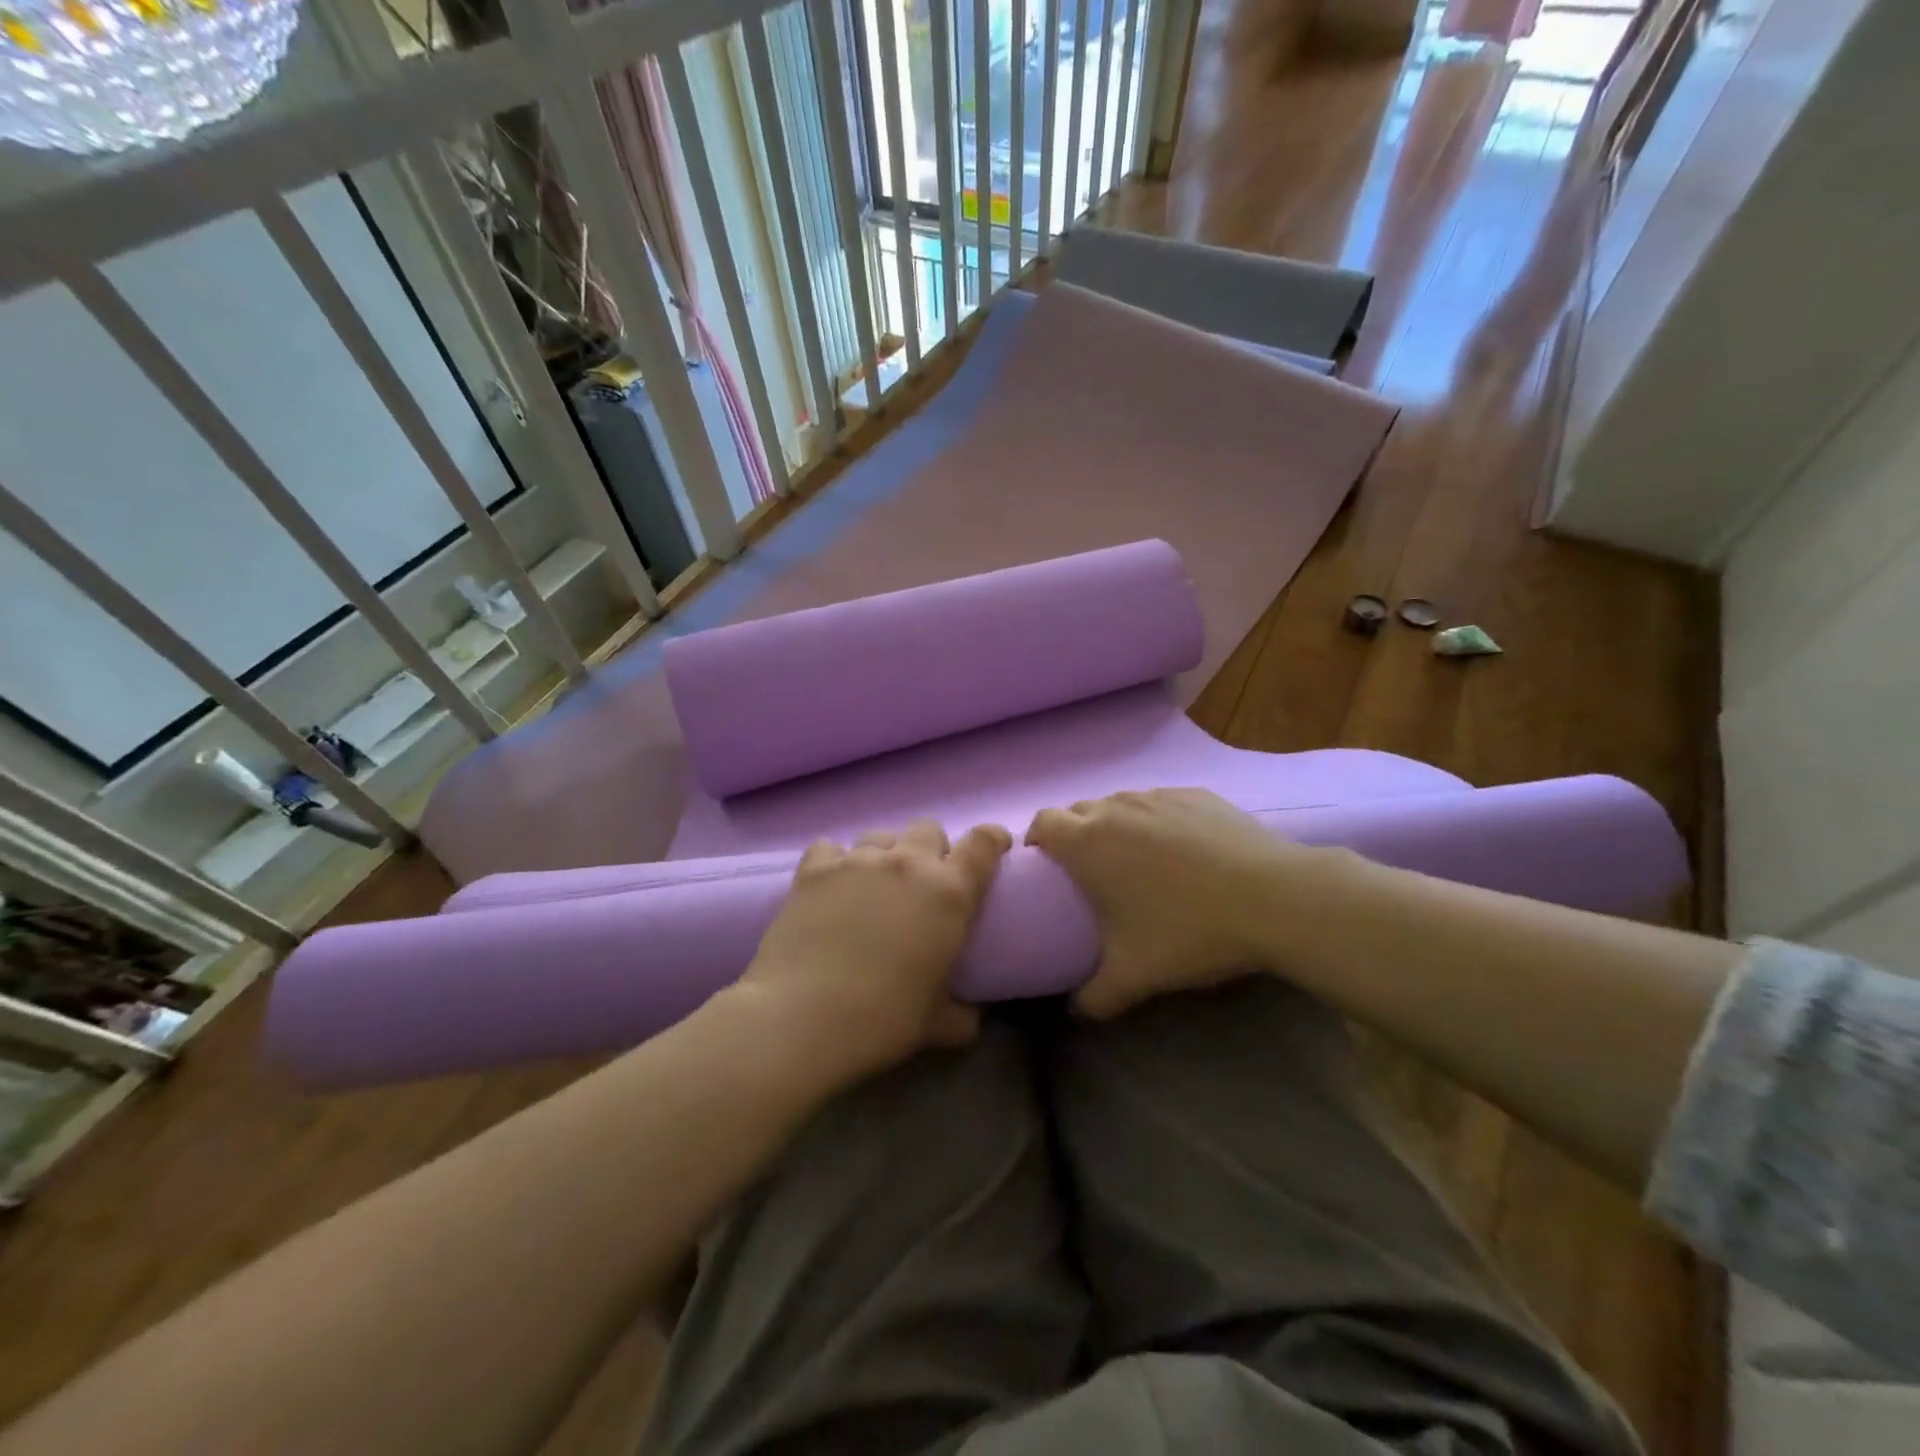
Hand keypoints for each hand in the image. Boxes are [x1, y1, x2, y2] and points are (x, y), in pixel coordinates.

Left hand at [739, 818, 1011, 1082]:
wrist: (801, 1017)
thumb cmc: (882, 1020)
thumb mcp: (935, 1025)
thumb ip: (961, 1016)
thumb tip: (972, 1020)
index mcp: (949, 892)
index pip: (983, 842)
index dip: (992, 839)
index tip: (994, 848)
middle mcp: (907, 863)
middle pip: (929, 829)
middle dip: (932, 849)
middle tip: (924, 884)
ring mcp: (858, 860)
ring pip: (882, 835)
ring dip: (886, 854)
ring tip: (874, 886)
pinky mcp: (814, 868)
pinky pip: (832, 847)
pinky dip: (836, 861)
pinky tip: (831, 886)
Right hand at [1027, 788, 1344, 1018]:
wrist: (1274, 897)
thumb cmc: (1188, 930)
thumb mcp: (1134, 976)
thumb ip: (1093, 998)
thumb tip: (1075, 1013)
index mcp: (1087, 841)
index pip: (1042, 823)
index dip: (1037, 841)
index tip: (1045, 868)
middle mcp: (1116, 807)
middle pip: (1078, 810)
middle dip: (1073, 834)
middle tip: (1089, 872)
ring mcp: (1159, 794)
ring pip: (1120, 803)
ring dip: (1115, 825)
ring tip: (1136, 861)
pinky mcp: (1196, 794)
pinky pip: (1160, 802)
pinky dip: (1156, 820)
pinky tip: (1182, 851)